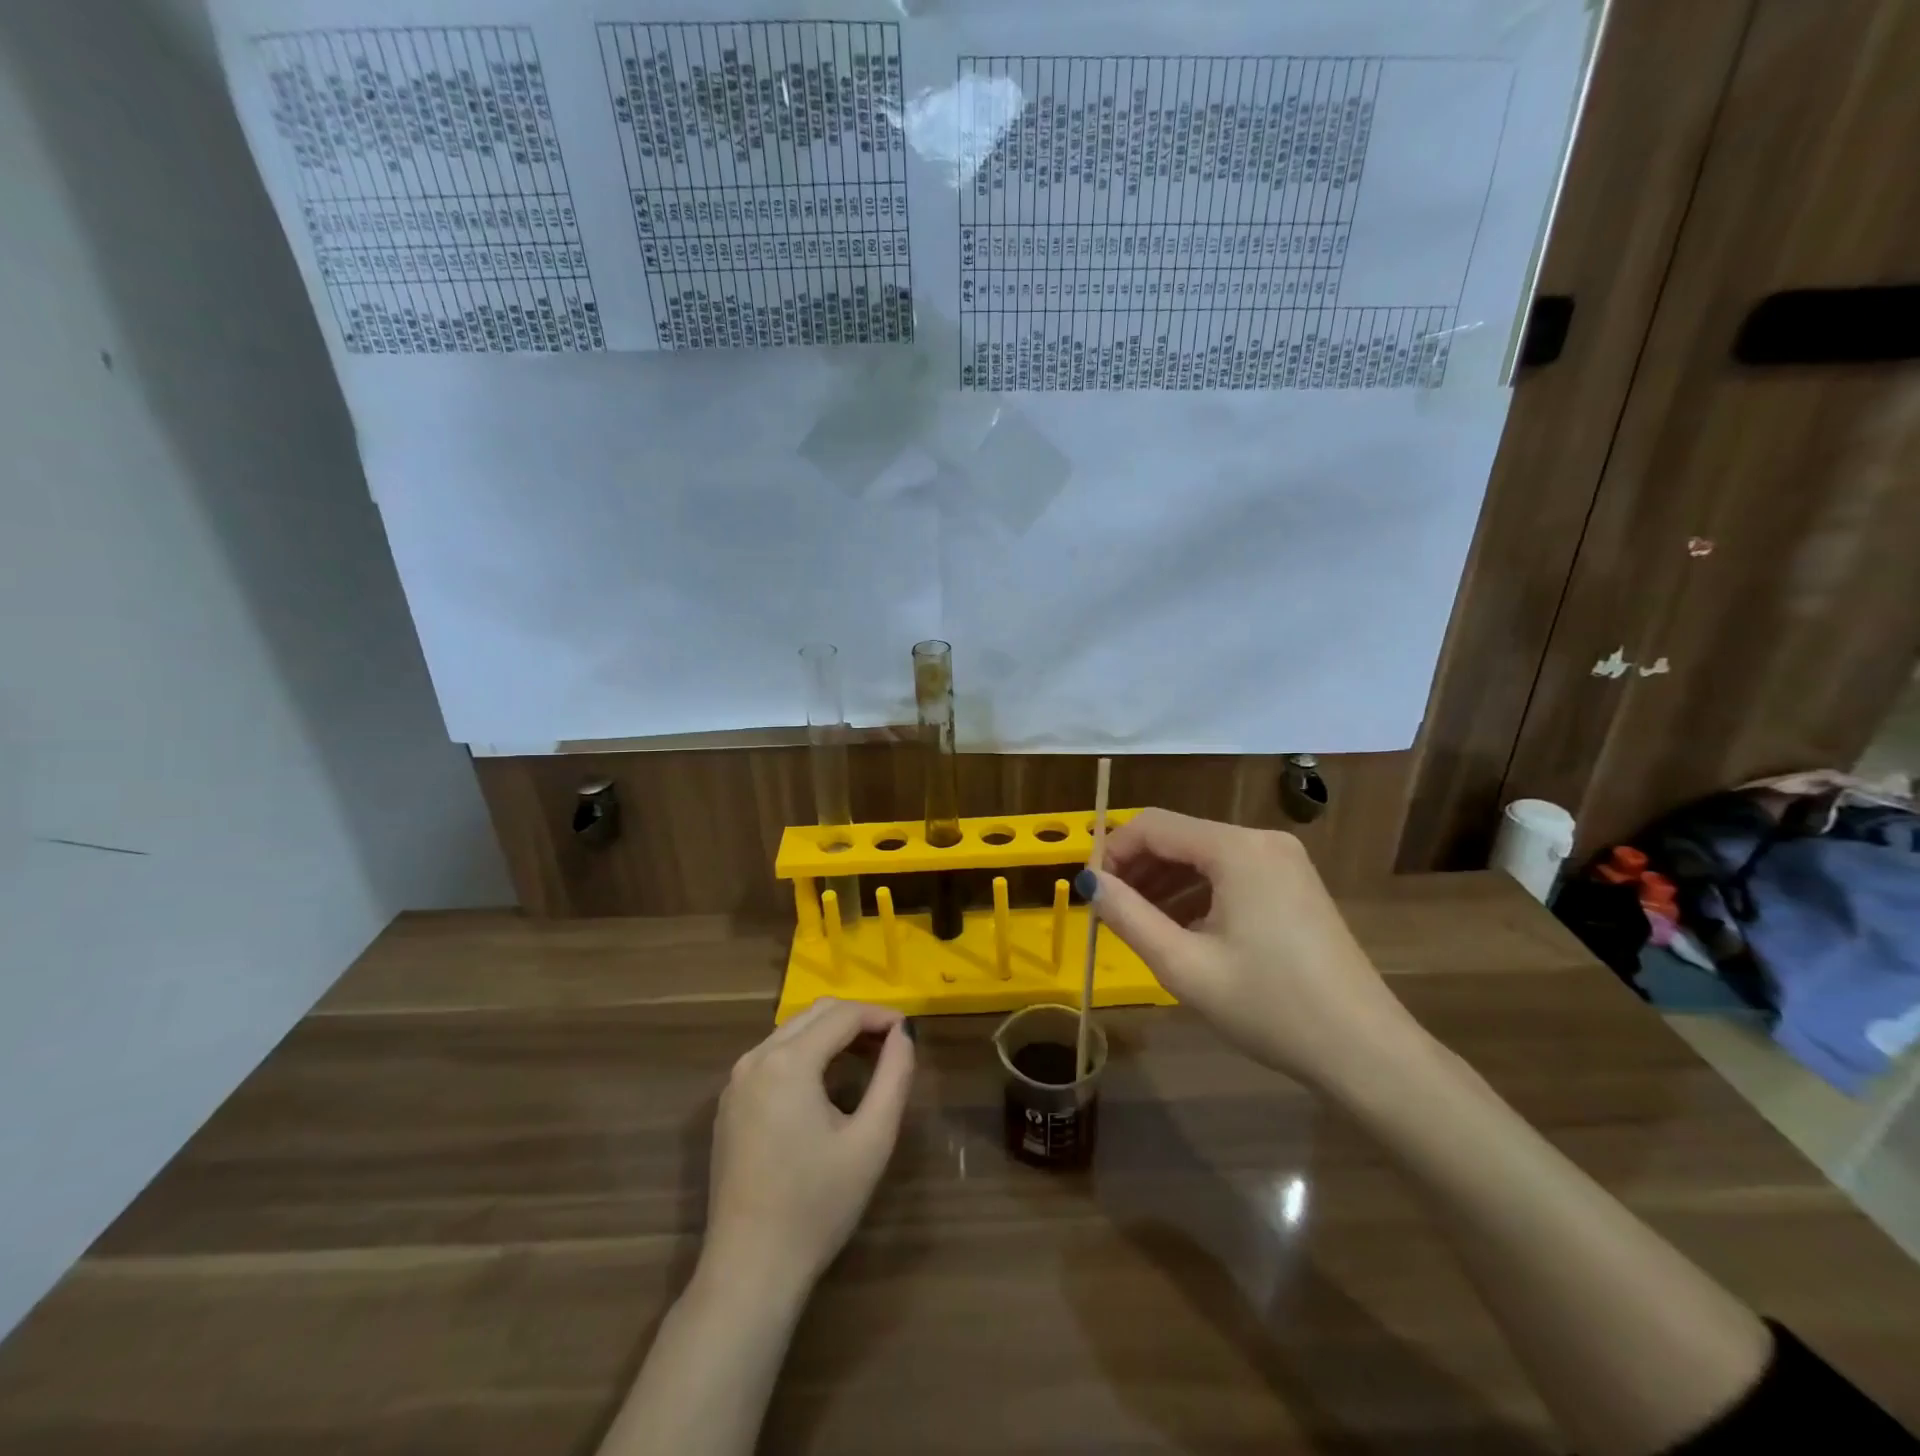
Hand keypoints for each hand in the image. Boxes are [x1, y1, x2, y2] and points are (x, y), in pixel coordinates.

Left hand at [704, 999, 915, 1296]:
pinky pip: (773, 1057)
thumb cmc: (817, 1205)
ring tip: (867, 1058)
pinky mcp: (729, 1104)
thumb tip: (904, 1033)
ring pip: (791, 1032)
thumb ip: (894, 1076)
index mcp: (788, 1062)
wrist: (750, 1270)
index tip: (909, 1030)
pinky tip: (827, 1082)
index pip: (843, 1015)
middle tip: (892, 1043)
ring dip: (831, 1034)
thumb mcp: (871, 1140)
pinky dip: (805, 1053)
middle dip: (857, 1019)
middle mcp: (755, 1059)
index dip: (881, 1015)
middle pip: (814, 1014)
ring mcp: (736, 1081)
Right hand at [1088, 809, 1421, 1090]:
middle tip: (1108, 911)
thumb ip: (1129, 917)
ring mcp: (1283, 861)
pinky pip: (1230, 874)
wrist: (1365, 1052)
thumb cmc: (1270, 1007)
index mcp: (1236, 849)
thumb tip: (1089, 882)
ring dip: (1164, 882)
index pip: (1153, 826)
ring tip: (1138, 924)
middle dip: (1137, 868)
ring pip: (1203, 856)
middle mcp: (1261, 840)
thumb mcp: (1185, 966)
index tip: (1091, 892)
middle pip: (1179, 837)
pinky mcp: (1294, 884)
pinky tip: (1182, 930)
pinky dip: (1197, 893)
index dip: (1112, 852)